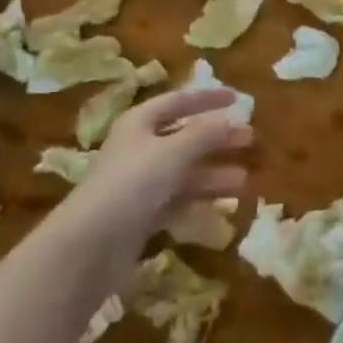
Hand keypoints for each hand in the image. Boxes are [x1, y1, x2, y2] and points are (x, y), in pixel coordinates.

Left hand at [45, 86, 251, 255]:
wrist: (92, 244)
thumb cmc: (134, 182)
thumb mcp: (175, 150)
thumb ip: (207, 133)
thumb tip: (236, 121)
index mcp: (140, 123)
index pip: (178, 101)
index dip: (207, 98)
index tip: (238, 98)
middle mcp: (138, 149)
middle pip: (185, 137)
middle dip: (217, 139)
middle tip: (250, 141)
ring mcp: (139, 184)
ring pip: (184, 171)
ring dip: (214, 173)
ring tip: (246, 179)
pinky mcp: (142, 215)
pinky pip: (178, 199)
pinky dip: (201, 199)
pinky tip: (224, 204)